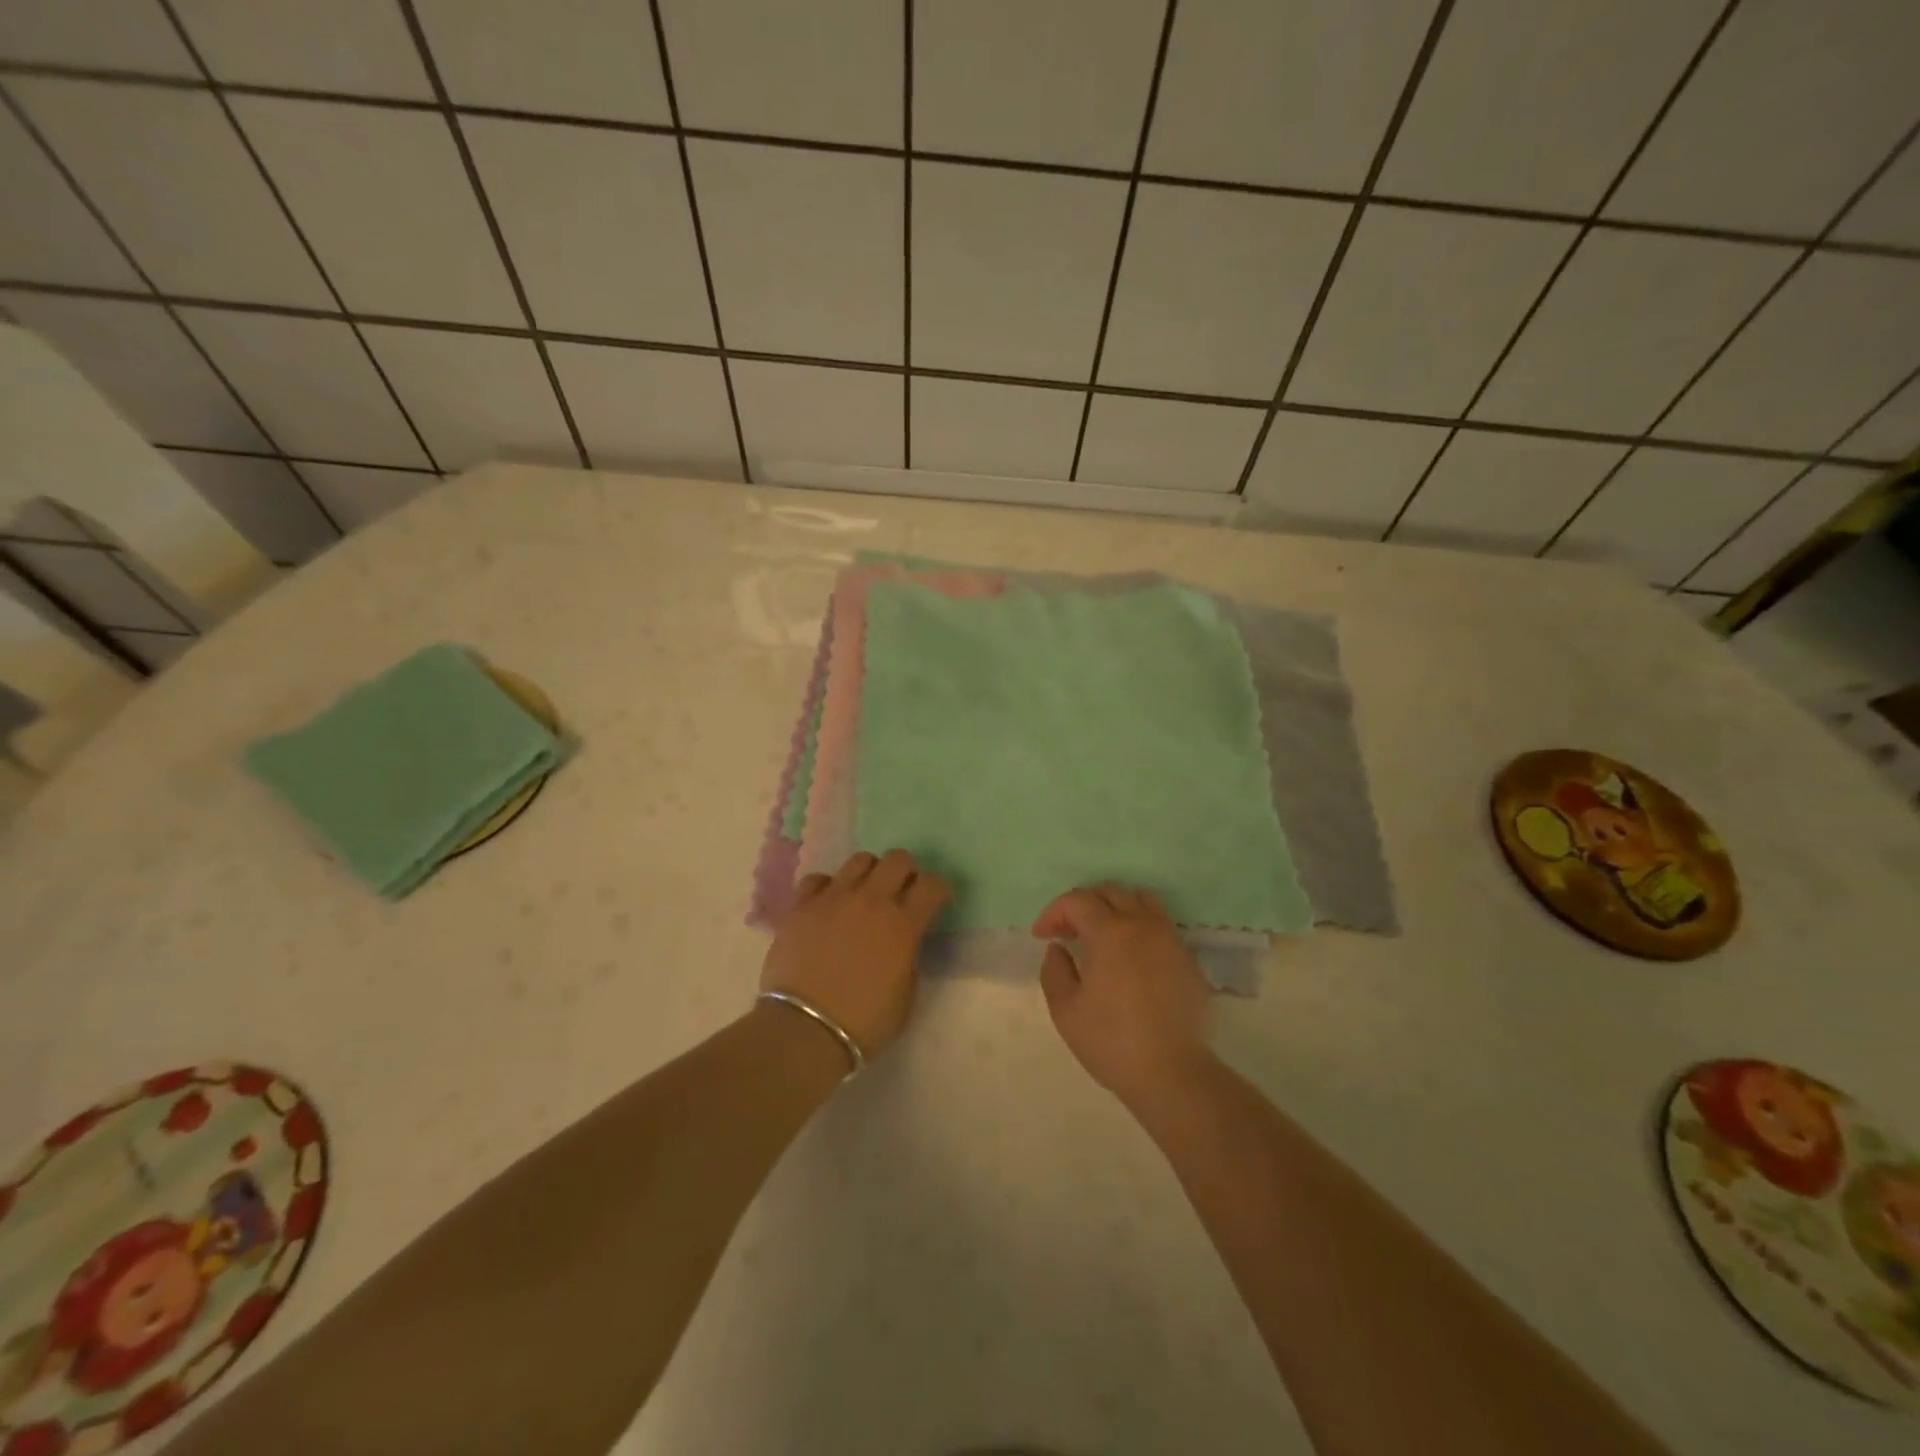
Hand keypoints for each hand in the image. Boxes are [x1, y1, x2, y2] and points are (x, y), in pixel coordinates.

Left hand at [762, 850, 950, 1059]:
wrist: (805, 1029)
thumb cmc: (864, 1022)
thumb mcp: (905, 997)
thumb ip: (909, 960)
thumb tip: (902, 946)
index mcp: (903, 925)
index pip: (932, 885)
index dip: (938, 889)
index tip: (936, 900)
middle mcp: (872, 901)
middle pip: (898, 859)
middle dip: (905, 871)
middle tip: (901, 892)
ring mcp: (834, 898)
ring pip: (860, 860)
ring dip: (869, 874)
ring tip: (863, 895)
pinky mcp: (802, 906)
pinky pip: (818, 879)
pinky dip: (827, 888)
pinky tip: (827, 905)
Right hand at [1033, 883, 1213, 1106]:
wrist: (1172, 1073)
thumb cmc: (1111, 1041)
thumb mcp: (1065, 1010)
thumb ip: (1054, 970)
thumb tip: (1058, 948)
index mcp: (1110, 932)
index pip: (1077, 900)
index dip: (1053, 913)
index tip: (1041, 936)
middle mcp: (1142, 924)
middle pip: (1110, 891)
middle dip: (1083, 905)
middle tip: (1068, 933)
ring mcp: (1170, 939)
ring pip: (1141, 900)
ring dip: (1115, 908)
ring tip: (1102, 936)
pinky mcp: (1187, 958)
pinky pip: (1160, 925)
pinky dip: (1139, 927)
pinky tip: (1131, 958)